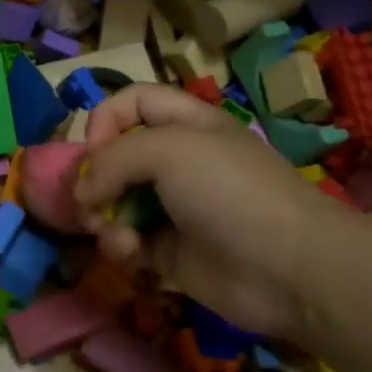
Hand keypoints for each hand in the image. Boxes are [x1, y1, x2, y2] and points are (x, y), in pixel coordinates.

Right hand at [73, 85, 347, 337]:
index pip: (133, 102)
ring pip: (115, 201)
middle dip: (94, 176)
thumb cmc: (230, 191)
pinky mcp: (169, 251)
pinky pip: (127, 240)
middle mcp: (178, 162)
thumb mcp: (169, 149)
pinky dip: (121, 245)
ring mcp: (173, 208)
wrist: (288, 269)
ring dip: (103, 216)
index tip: (93, 148)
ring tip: (109, 231)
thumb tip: (83, 191)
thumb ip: (112, 158)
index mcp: (187, 125)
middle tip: (88, 199)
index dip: (106, 118)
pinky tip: (131, 254)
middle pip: (116, 155)